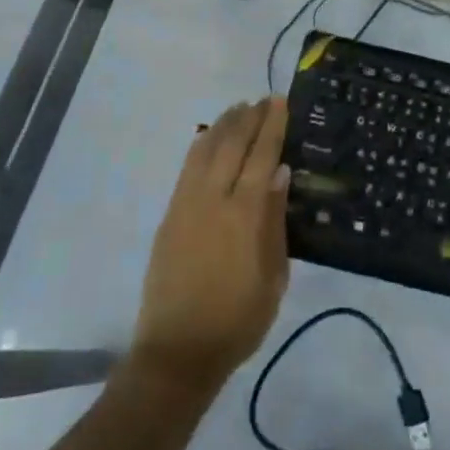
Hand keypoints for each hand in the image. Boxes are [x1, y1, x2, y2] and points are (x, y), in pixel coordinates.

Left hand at [131, 97, 291, 392]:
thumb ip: (275, 221)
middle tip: (263, 99)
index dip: (271, 126)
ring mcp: (186, 206)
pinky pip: (186, 170)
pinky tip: (208, 137)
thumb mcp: (274, 276)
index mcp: (245, 216)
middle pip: (232, 145)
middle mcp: (214, 200)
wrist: (179, 351)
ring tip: (238, 108)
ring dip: (223, 125)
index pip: (262, 157)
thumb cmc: (238, 320)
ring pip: (205, 151)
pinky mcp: (169, 216)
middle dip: (249, 118)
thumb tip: (280, 174)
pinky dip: (200, 147)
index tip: (279, 101)